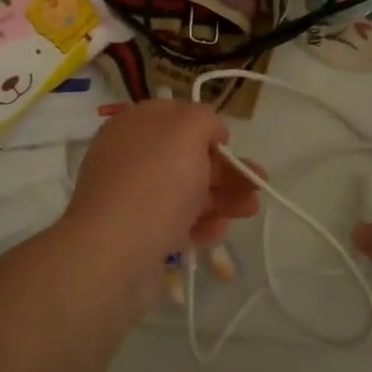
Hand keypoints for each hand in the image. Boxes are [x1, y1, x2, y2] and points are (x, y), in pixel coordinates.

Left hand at [62, 101, 259, 275]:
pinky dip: (202, 223)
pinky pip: (177, 223)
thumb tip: (211, 132)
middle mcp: (130, 158)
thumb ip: (204, 119)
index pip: (174, 116)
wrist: (113, 256)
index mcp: (134, 126)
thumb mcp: (186, 131)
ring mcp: (133, 199)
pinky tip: (221, 230)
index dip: (205, 126)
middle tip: (258, 182)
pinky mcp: (140, 236)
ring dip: (223, 196)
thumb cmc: (154, 183)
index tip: (229, 142)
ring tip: (252, 209)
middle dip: (225, 167)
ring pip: (186, 191)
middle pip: (186, 156)